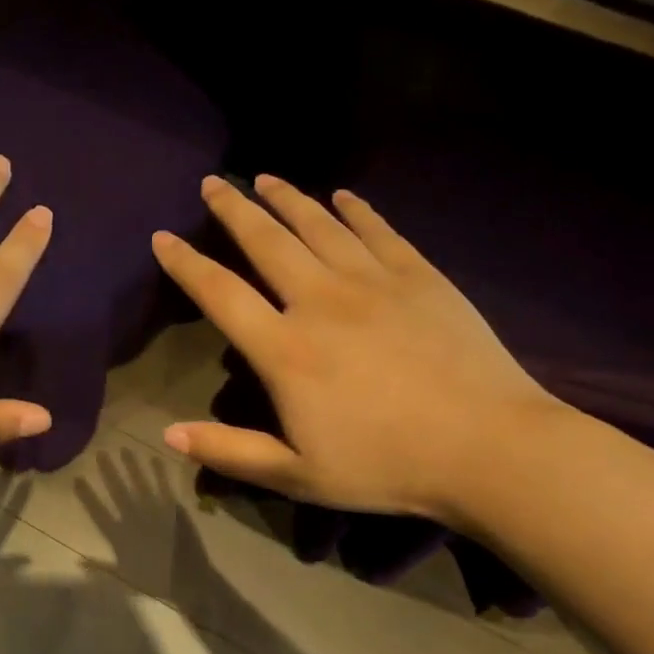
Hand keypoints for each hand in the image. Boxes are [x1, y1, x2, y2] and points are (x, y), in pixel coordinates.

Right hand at [151, 175, 558, 527]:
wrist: (490, 449)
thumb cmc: (387, 466)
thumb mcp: (297, 475)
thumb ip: (229, 451)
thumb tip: (168, 433)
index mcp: (285, 349)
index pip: (220, 294)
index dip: (186, 263)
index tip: (163, 237)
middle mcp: (320, 301)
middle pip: (267, 241)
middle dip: (233, 209)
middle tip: (212, 183)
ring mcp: (373, 282)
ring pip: (319, 225)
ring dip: (287, 198)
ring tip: (265, 177)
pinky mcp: (419, 276)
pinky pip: (378, 231)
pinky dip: (356, 210)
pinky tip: (343, 195)